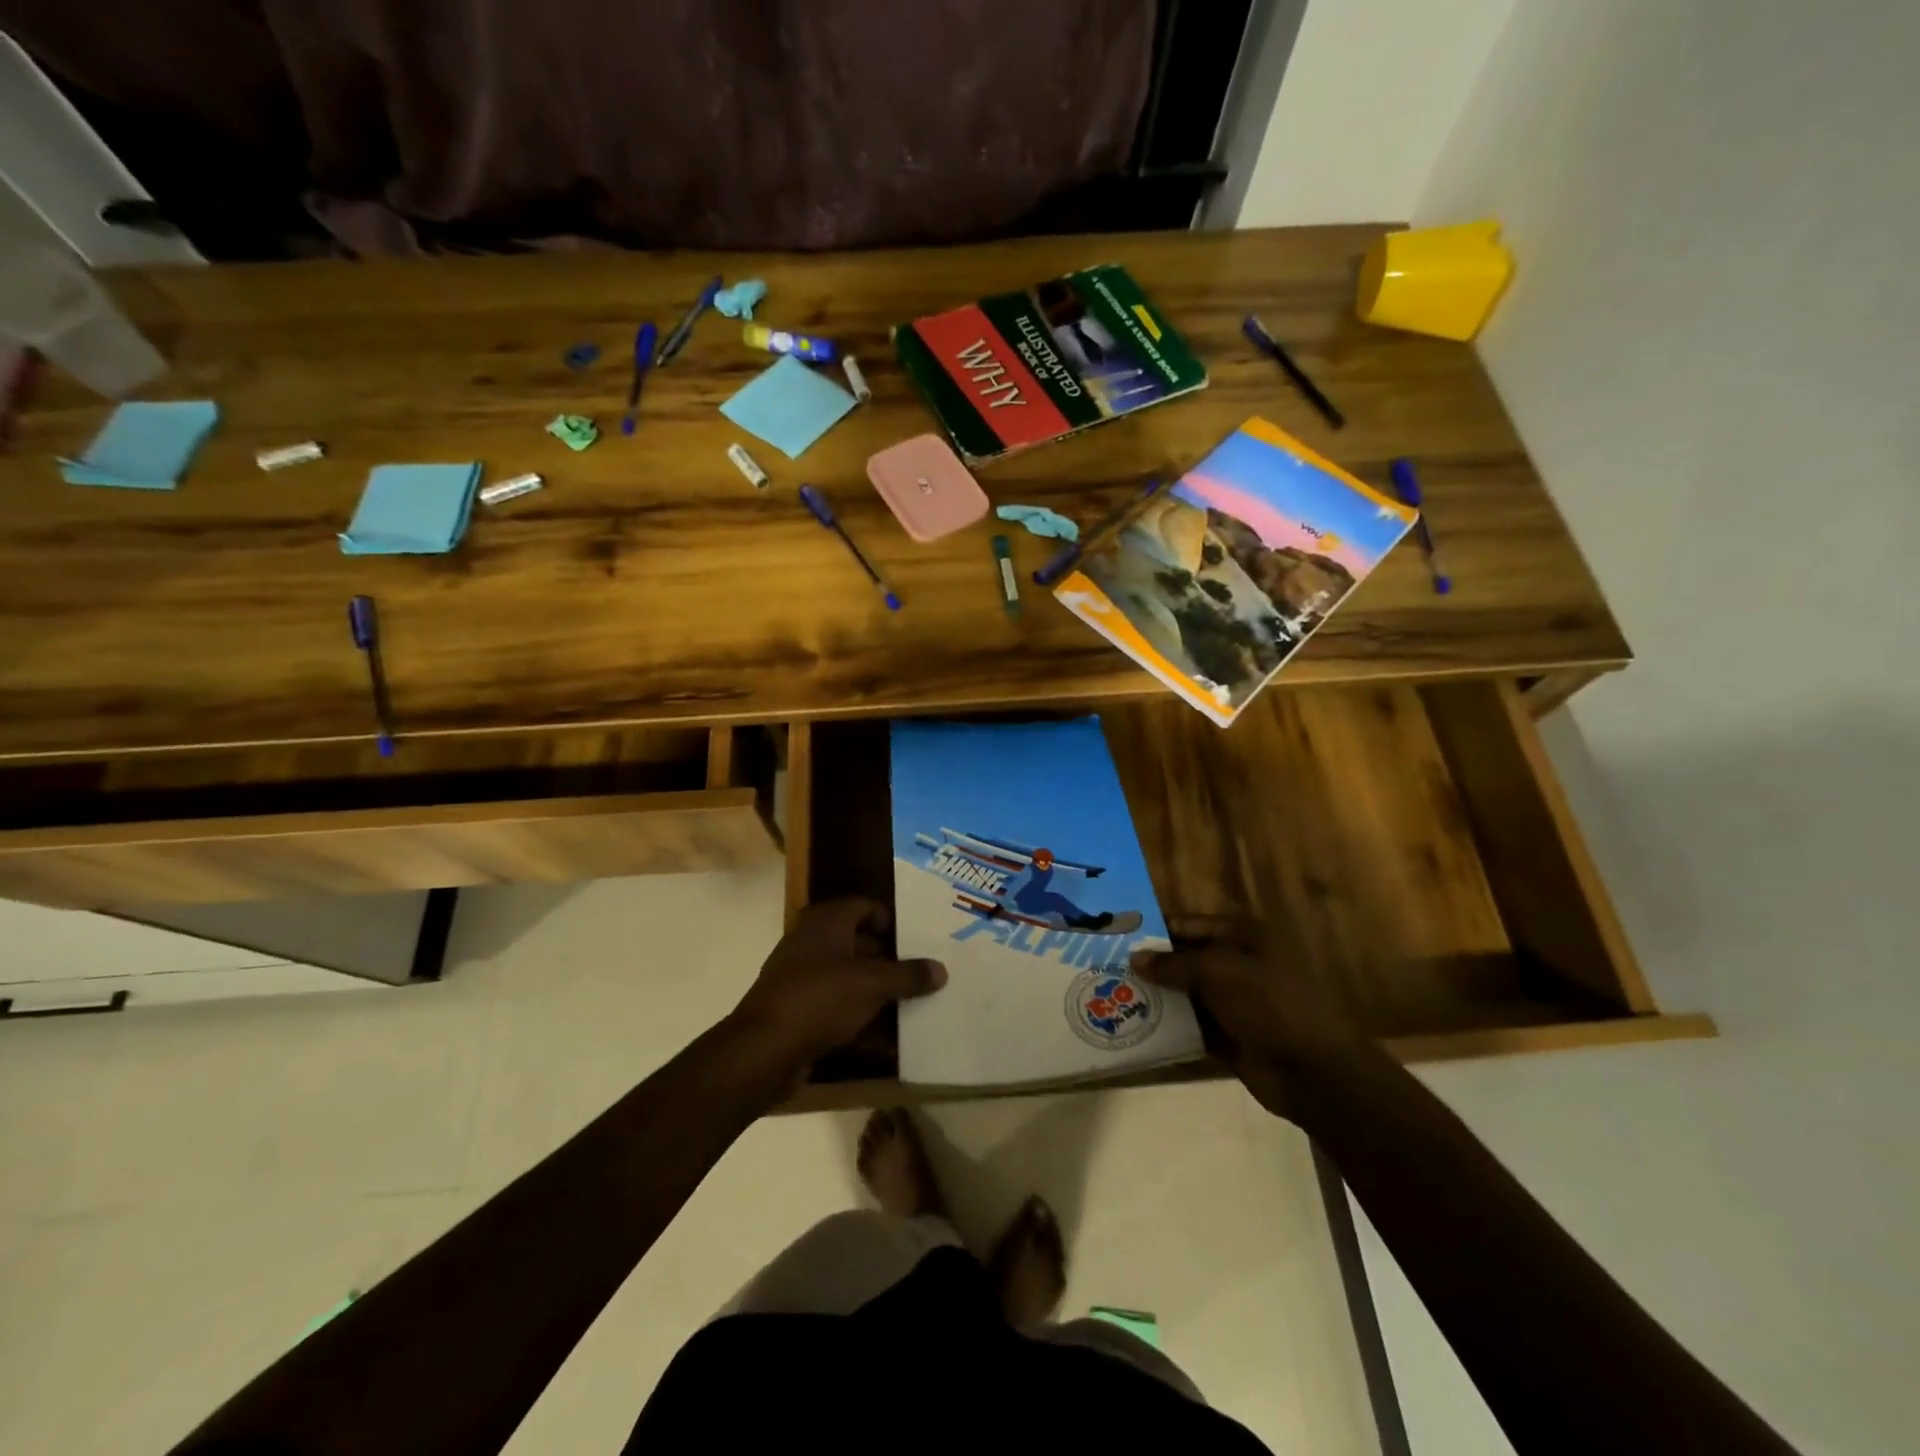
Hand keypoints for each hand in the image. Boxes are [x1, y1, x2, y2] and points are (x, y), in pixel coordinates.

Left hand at [729, 898, 946, 1073]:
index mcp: (826, 922)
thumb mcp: (872, 984)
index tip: (916, 939)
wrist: (764, 1051)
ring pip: (850, 980)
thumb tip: (941, 969)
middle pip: (859, 944)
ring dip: (879, 994)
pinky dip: (863, 1022)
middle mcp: (812, 943)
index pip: (863, 906)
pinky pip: (839, 1011)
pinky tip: (891, 1042)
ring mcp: (802, 979)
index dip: (889, 919)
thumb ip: (908, 976)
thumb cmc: (820, 998)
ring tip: (915, 1006)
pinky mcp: (800, 1013)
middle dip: (890, 960)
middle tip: (923, 972)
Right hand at [1132, 946, 1371, 1122]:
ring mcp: (1234, 1002)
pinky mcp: (1229, 1036)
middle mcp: (1237, 963)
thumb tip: (1135, 958)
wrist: (1314, 1072)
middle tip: (1105, 967)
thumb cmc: (1269, 1005)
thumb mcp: (1220, 972)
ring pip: (1185, 992)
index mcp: (1243, 936)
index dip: (1154, 929)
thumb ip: (1175, 963)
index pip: (1188, 925)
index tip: (1115, 935)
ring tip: (1110, 995)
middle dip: (1150, 964)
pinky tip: (1134, 1026)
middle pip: (1185, 958)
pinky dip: (1168, 1025)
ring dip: (1156, 995)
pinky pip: (1190, 1025)